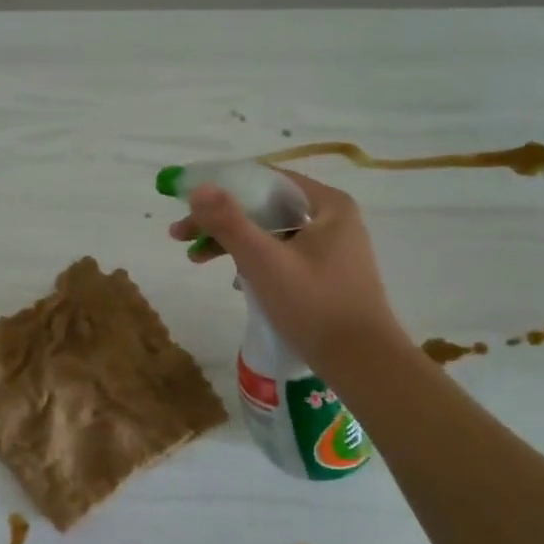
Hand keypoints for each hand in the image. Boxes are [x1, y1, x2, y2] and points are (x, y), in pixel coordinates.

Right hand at [170, 169, 405, 368]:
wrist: (363, 363)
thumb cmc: (314, 306)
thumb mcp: (264, 262)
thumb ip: (229, 222)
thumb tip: (197, 188)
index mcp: (327, 205)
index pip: (264, 180)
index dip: (221, 188)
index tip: (187, 205)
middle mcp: (333, 218)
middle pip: (265, 207)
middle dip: (221, 221)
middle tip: (181, 237)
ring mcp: (333, 247)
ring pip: (271, 233)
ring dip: (233, 243)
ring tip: (197, 260)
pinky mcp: (328, 274)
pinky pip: (282, 254)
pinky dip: (254, 261)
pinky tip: (235, 281)